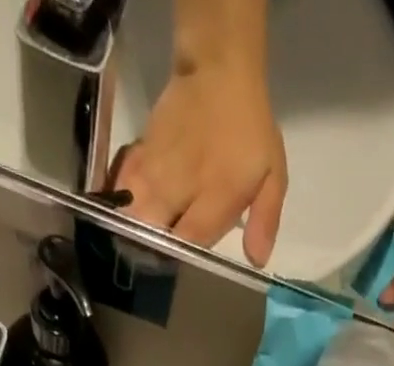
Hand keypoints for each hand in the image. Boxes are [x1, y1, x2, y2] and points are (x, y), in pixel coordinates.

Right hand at [112, 62, 287, 266]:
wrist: (218, 69)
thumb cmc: (250, 129)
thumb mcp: (273, 175)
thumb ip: (265, 220)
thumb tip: (257, 260)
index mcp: (215, 195)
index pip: (190, 240)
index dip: (183, 259)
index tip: (182, 267)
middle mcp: (180, 185)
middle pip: (153, 230)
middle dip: (151, 250)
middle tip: (156, 259)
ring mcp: (156, 167)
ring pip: (132, 209)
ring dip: (132, 228)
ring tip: (136, 241)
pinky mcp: (140, 151)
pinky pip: (121, 183)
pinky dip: (120, 199)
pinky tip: (123, 209)